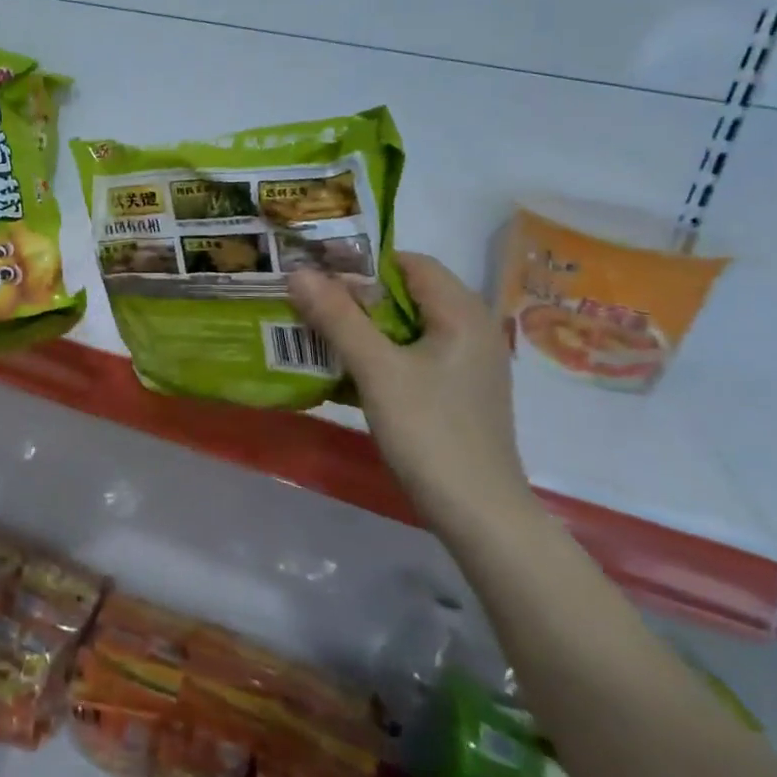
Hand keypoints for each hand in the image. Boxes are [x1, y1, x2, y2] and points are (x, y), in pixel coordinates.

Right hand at [288, 253, 532, 524]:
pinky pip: (413, 356)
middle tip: (308, 302)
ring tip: (317, 333)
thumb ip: (337, 318)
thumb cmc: (430, 432)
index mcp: (462, 313)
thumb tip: (298, 272)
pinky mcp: (458, 393)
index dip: (363, 263)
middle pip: (408, 295)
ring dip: (364, 327)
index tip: (317, 273)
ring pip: (407, 328)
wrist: (479, 513)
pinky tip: (346, 371)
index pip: (410, 262)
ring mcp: (467, 365)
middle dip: (356, 296)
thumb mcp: (377, 370)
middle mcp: (471, 330)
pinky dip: (380, 354)